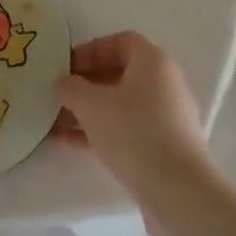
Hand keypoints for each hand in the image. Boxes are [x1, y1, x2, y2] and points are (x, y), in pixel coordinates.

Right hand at [55, 31, 208, 191]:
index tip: (66, 67)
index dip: (90, 50)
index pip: (119, 41)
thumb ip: (71, 87)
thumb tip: (63, 83)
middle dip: (85, 84)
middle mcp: (165, 84)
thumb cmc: (134, 133)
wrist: (178, 193)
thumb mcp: (90, 104)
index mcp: (153, 62)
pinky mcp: (165, 147)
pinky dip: (101, 131)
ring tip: (57, 122)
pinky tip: (71, 143)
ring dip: (89, 110)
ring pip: (121, 104)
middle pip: (119, 73)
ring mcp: (167, 117)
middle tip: (59, 95)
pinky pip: (128, 129)